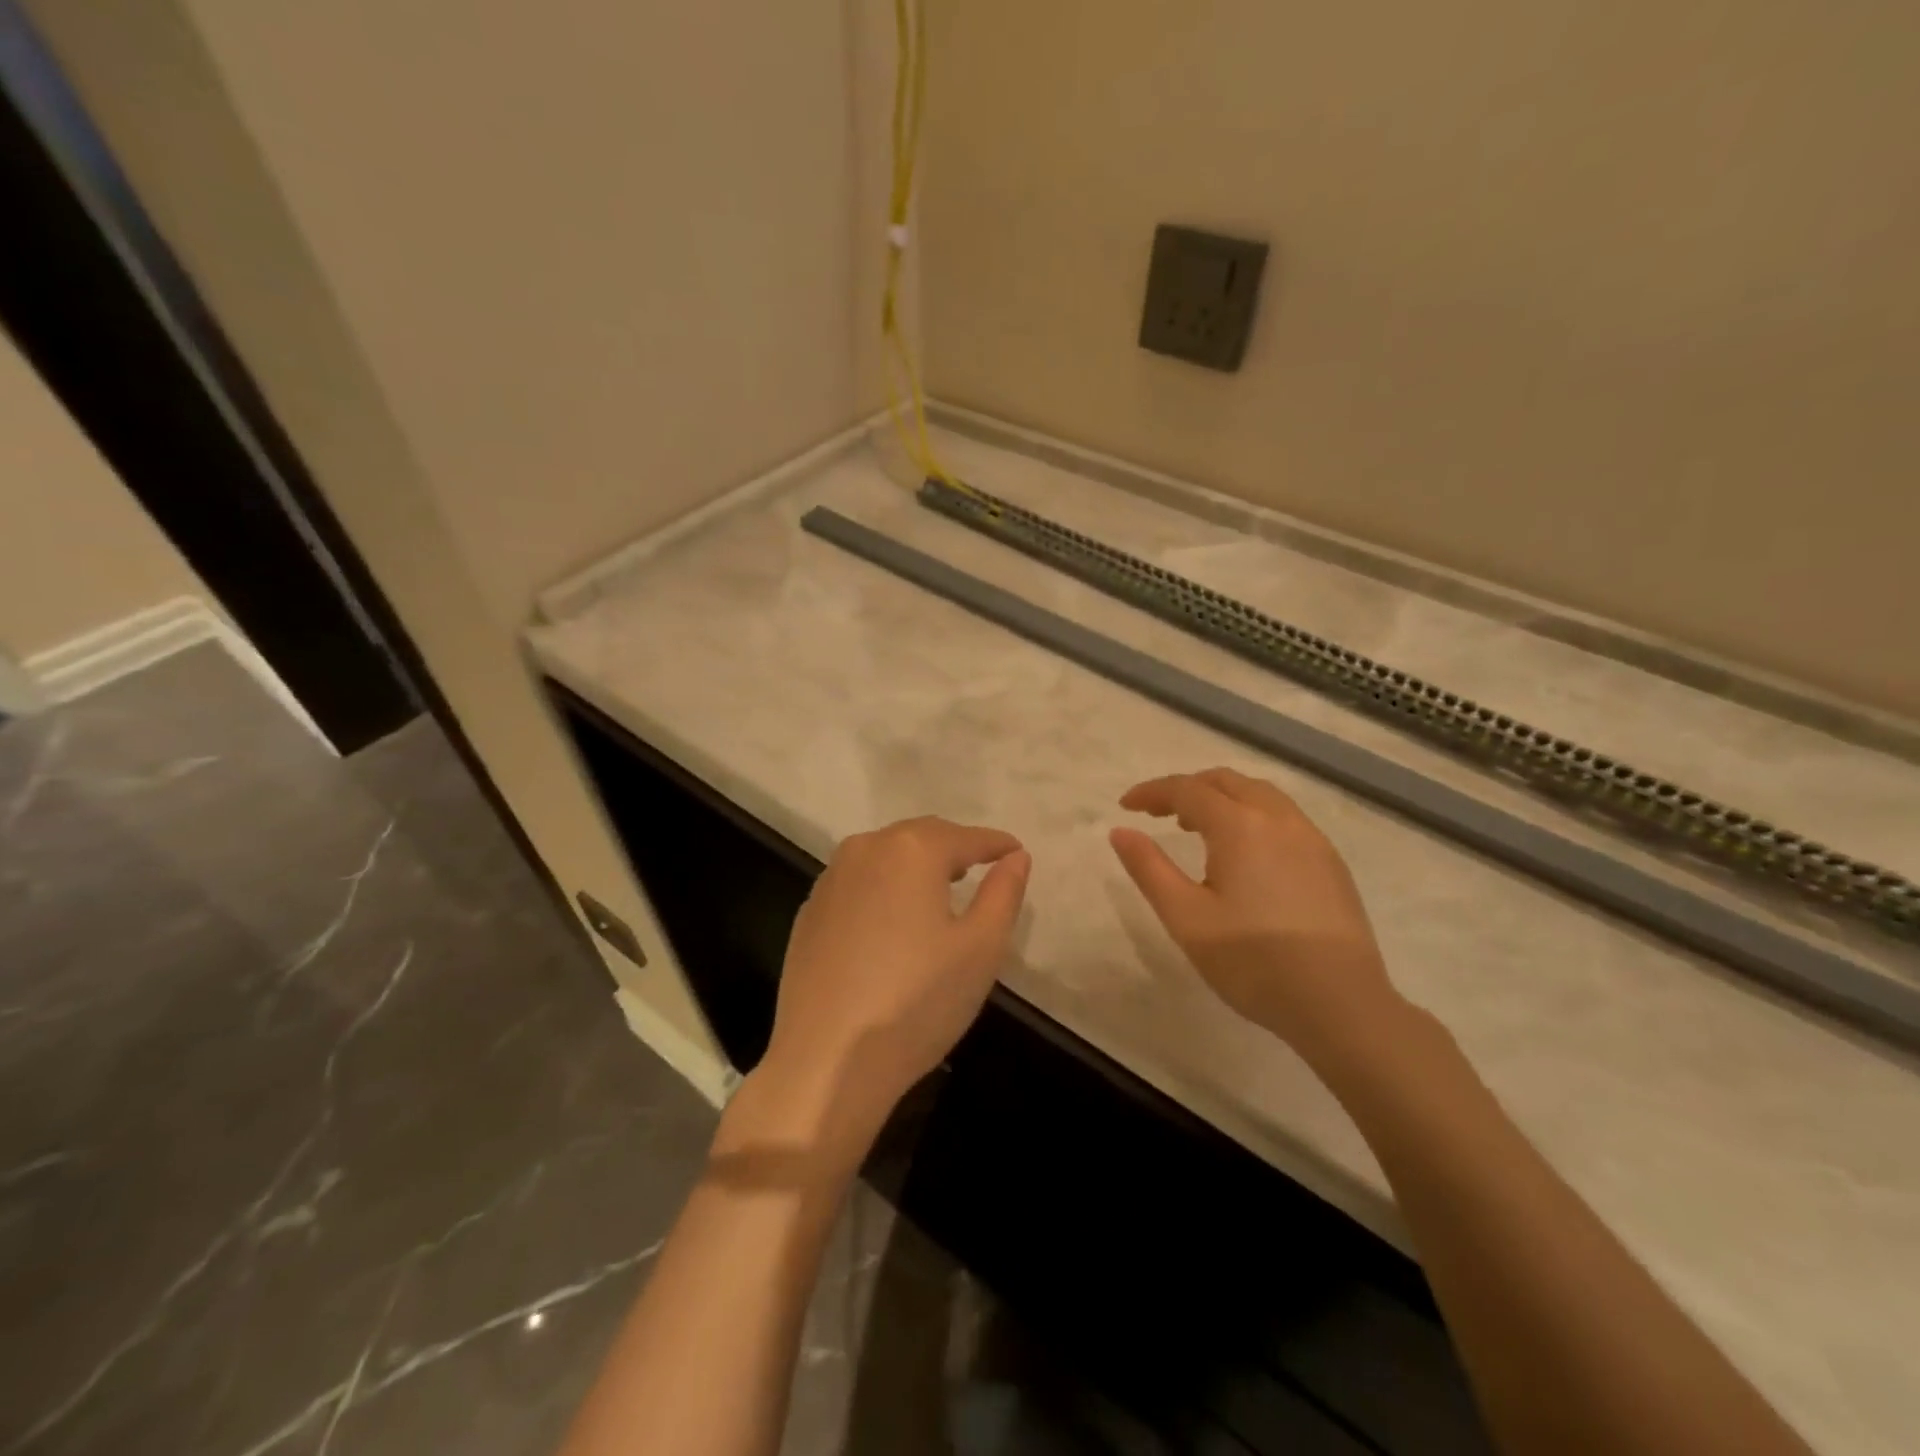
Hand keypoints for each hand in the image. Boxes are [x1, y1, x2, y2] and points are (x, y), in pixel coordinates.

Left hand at [748, 817, 1029, 1154]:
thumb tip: (1016, 857)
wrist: (826, 1061)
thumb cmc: (917, 1002)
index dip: (997, 844)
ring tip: (940, 891)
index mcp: (912, 850)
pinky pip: (858, 883)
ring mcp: (830, 879)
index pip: (967, 837)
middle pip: (922, 837)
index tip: (1016, 853)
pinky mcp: (809, 911)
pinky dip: (883, 888)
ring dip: (916, 865)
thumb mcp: (981, 949)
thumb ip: (1004, 893)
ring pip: (885, 856)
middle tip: (982, 869)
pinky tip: (892, 922)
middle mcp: (866, 849)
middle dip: (955, 848)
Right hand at [1110, 768, 1401, 1053]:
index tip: (1126, 806)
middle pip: (1226, 781)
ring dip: (1222, 798)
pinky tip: (1245, 854)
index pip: (1187, 789)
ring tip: (1197, 828)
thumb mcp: (1186, 917)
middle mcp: (1279, 819)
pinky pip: (1283, 817)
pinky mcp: (1331, 863)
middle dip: (1187, 788)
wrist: (1341, 1005)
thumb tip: (1121, 831)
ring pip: (1260, 795)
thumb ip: (1149, 868)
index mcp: (1240, 826)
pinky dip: (1251, 815)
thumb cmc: (1253, 962)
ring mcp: (1312, 839)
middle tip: (1158, 814)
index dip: (1152, 792)